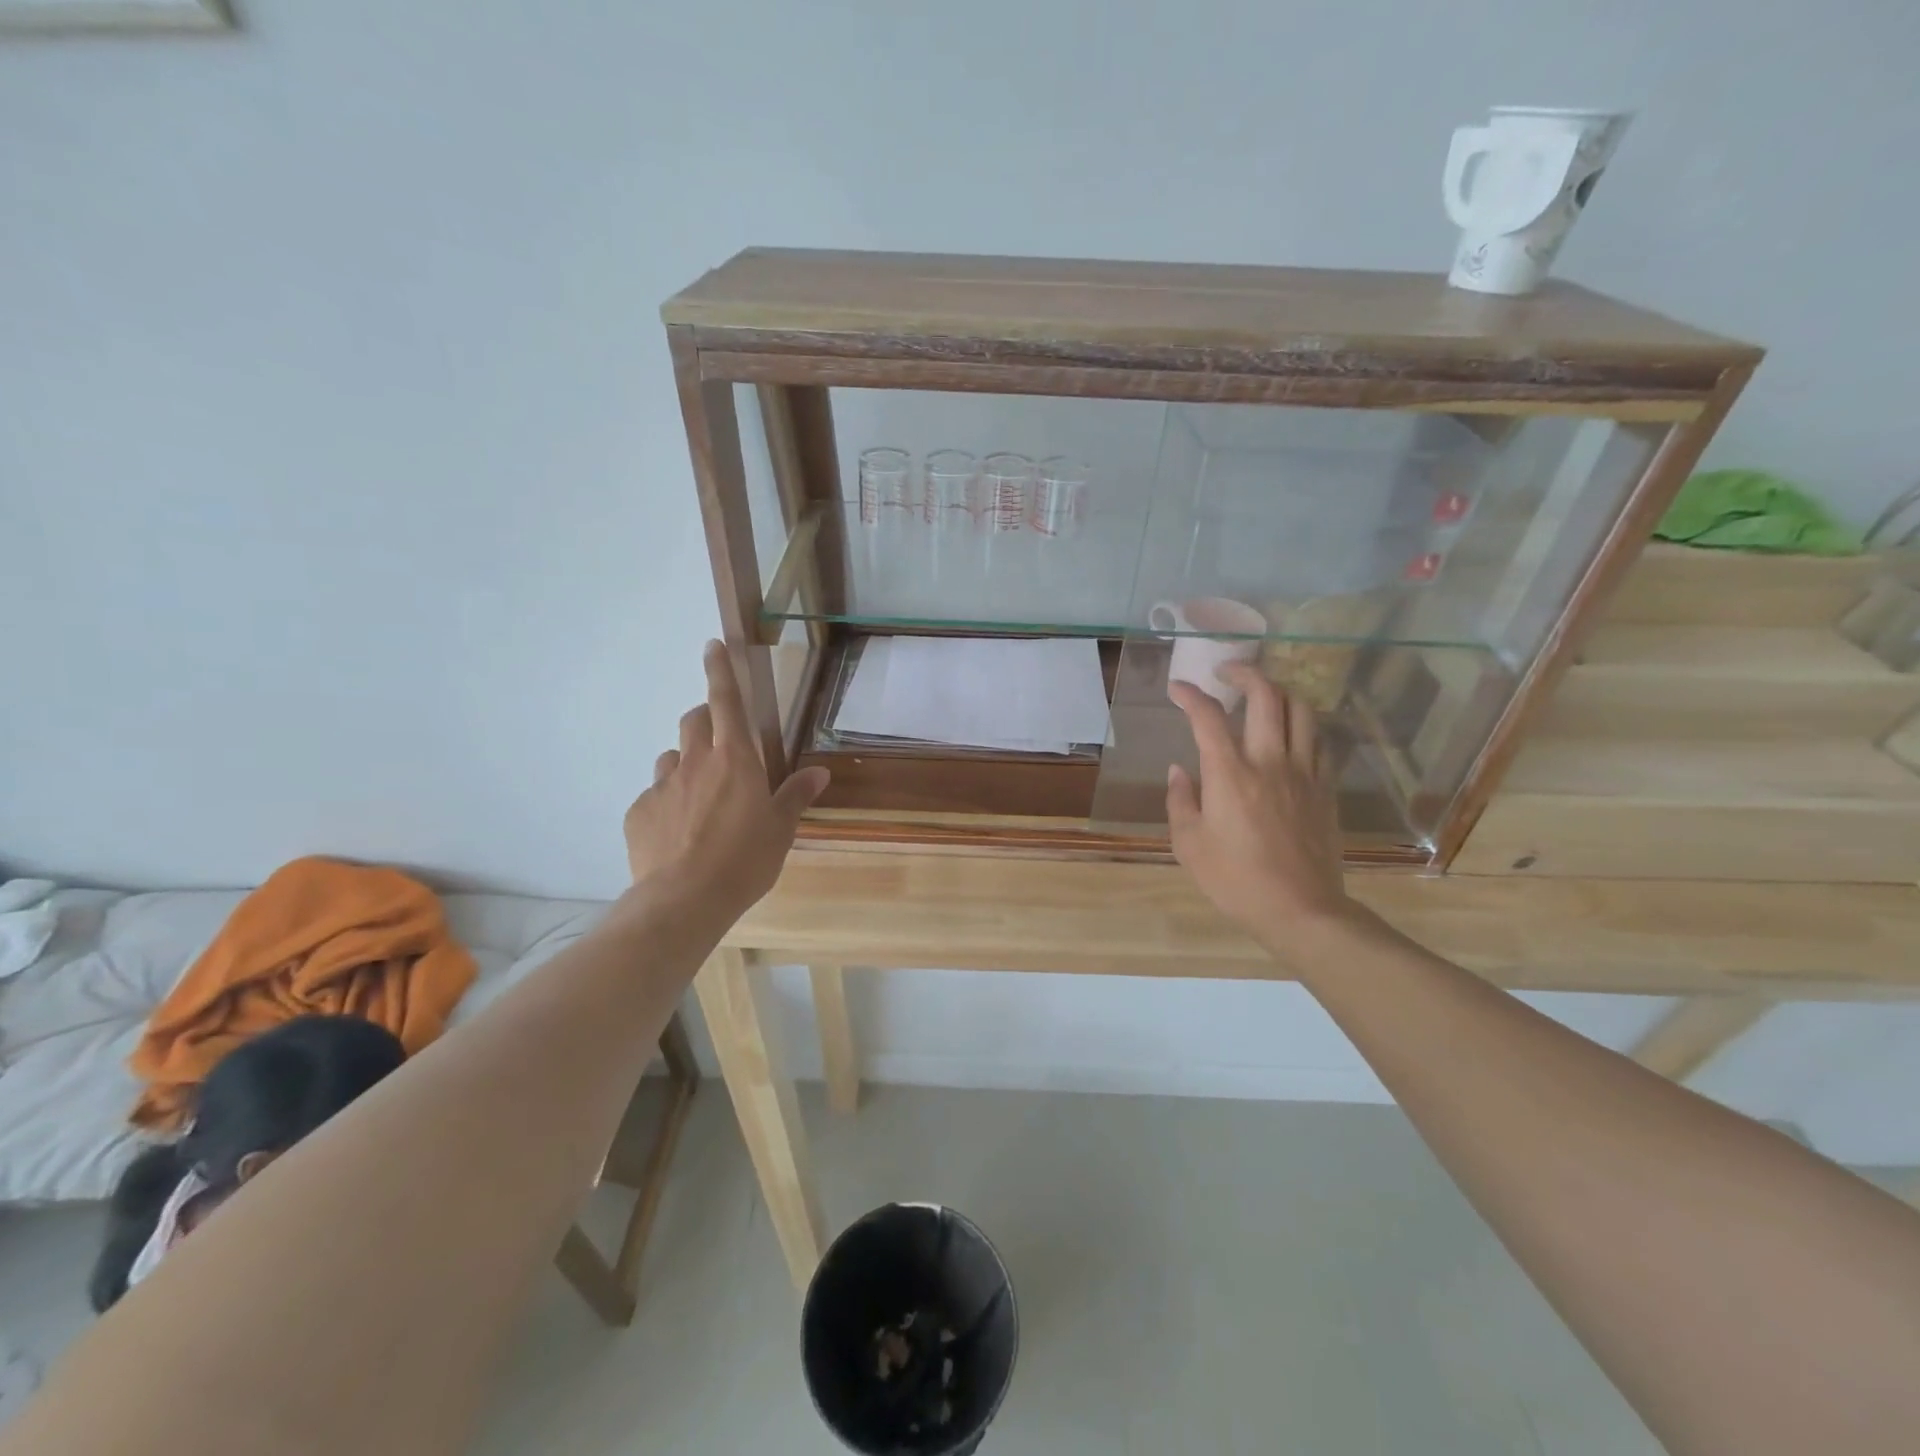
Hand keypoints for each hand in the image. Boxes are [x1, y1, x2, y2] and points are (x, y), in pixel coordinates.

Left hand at [623, 640, 829, 925]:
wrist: (684, 900)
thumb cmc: (745, 860)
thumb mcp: (780, 829)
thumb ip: (795, 795)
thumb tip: (820, 773)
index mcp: (735, 759)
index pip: (725, 701)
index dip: (720, 670)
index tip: (713, 645)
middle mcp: (695, 762)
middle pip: (694, 721)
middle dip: (705, 719)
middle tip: (720, 743)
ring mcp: (662, 785)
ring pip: (671, 757)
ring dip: (686, 763)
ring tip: (700, 796)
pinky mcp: (638, 812)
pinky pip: (654, 794)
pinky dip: (667, 801)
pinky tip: (677, 831)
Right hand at [1165, 664, 1364, 955]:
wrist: (1300, 909)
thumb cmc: (1235, 880)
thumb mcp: (1189, 844)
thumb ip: (1181, 800)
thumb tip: (1180, 770)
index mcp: (1230, 773)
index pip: (1208, 717)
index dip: (1190, 695)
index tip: (1178, 688)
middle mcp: (1270, 761)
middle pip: (1266, 695)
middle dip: (1244, 673)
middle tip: (1226, 673)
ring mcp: (1304, 772)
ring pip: (1301, 710)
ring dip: (1280, 692)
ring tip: (1262, 695)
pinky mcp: (1325, 788)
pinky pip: (1319, 741)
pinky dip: (1301, 725)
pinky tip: (1289, 734)